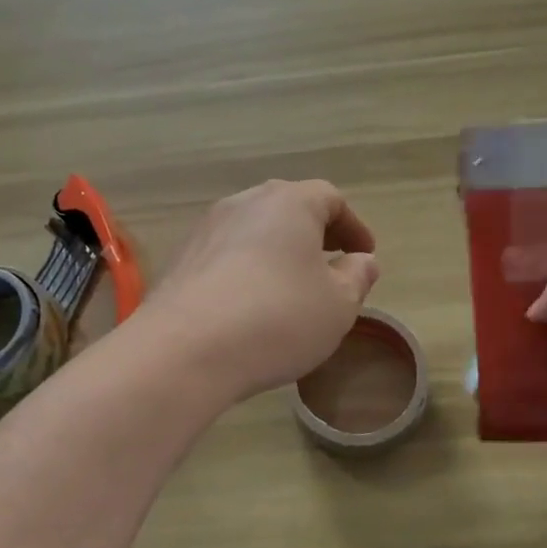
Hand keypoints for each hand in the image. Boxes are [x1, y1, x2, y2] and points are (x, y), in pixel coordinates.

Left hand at [144, 180, 379, 402]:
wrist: (184, 349)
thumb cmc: (278, 318)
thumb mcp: (338, 305)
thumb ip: (357, 277)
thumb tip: (362, 260)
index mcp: (289, 203)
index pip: (330, 198)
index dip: (353, 226)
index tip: (365, 255)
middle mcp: (244, 203)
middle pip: (288, 208)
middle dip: (314, 234)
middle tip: (331, 264)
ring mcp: (206, 229)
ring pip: (254, 230)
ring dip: (278, 251)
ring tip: (292, 287)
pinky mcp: (181, 259)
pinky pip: (226, 254)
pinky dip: (247, 269)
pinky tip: (251, 304)